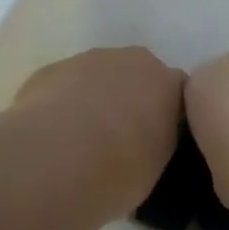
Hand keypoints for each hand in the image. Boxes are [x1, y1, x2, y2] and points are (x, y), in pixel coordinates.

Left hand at [10, 48, 185, 210]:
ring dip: (94, 99)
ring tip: (80, 141)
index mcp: (167, 83)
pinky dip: (63, 103)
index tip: (155, 143)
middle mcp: (131, 61)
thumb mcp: (156, 169)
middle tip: (119, 141)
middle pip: (137, 76)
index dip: (166, 118)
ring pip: (98, 77)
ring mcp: (89, 60)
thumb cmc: (119, 169)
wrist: (57, 157)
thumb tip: (142, 150)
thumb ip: (156, 147)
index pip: (177, 94)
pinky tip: (53, 135)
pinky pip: (65, 85)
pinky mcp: (52, 68)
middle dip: (130, 100)